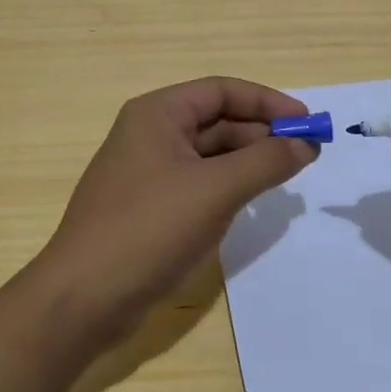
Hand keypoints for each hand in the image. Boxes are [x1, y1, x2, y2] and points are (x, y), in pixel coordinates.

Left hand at [32, 77, 318, 351]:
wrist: (83, 300)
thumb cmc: (149, 229)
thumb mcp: (216, 190)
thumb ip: (265, 162)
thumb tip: (305, 145)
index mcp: (157, 114)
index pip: (221, 91)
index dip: (267, 103)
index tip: (307, 124)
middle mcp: (149, 135)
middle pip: (216, 121)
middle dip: (261, 134)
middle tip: (305, 155)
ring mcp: (147, 174)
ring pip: (209, 155)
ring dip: (247, 161)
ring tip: (285, 177)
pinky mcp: (148, 209)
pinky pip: (198, 184)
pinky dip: (228, 187)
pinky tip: (251, 203)